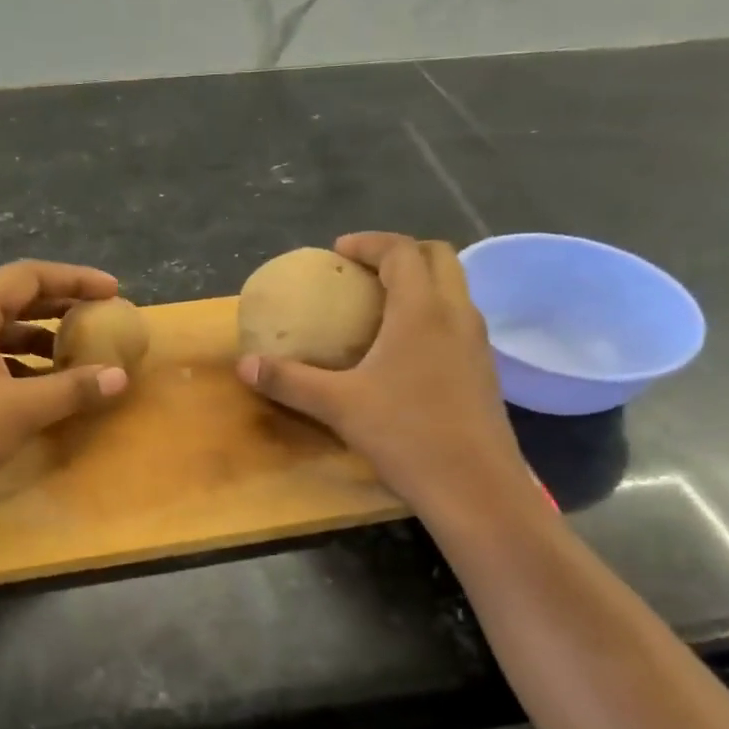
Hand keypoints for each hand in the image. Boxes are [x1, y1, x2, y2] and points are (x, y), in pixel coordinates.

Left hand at [0, 260, 129, 517]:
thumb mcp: (21, 410)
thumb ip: (73, 389)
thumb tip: (120, 377)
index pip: (28, 277)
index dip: (75, 280)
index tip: (112, 291)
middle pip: (10, 300)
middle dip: (57, 309)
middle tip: (97, 319)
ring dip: (35, 340)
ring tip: (72, 357)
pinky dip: (12, 364)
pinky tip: (34, 388)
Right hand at [237, 233, 532, 511]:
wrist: (474, 486)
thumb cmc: (406, 435)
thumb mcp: (339, 406)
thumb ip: (290, 381)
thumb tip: (244, 365)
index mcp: (422, 310)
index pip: (402, 251)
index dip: (370, 243)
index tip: (339, 251)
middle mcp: (457, 315)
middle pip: (439, 258)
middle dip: (403, 253)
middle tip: (366, 272)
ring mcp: (477, 344)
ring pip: (455, 291)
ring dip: (422, 284)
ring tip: (384, 308)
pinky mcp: (484, 372)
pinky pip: (459, 323)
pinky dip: (433, 317)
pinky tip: (407, 354)